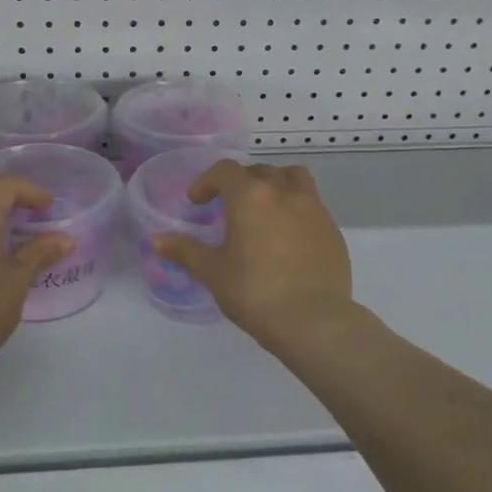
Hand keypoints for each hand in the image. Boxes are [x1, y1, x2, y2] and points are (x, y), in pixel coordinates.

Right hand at [153, 160, 355, 352]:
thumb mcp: (213, 272)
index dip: (207, 181)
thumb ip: (185, 251)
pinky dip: (296, 208)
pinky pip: (312, 204)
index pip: (225, 170)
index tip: (198, 202)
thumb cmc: (255, 292)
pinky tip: (288, 237)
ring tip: (264, 208)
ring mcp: (314, 209)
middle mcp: (284, 192)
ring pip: (293, 178)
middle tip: (228, 206)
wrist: (313, 320)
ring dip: (275, 184)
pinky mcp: (333, 229)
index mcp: (251, 196)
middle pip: (259, 171)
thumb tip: (158, 240)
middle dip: (240, 182)